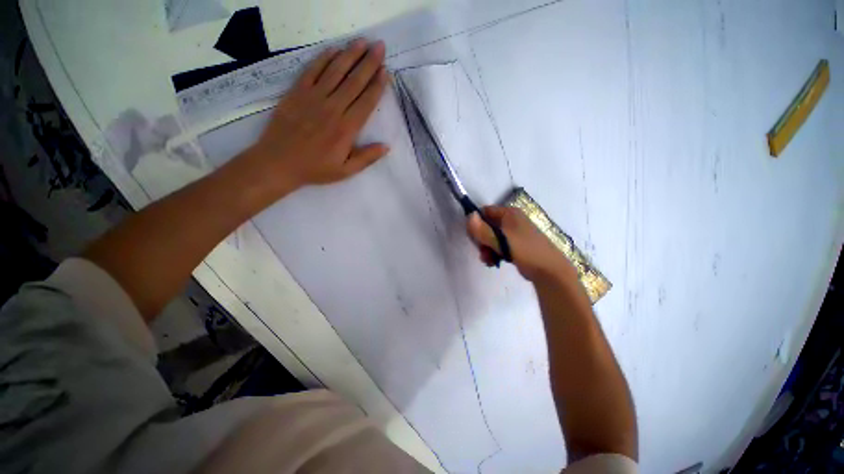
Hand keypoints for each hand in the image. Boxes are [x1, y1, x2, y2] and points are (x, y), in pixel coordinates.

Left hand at [247, 39, 389, 193]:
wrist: (279, 162)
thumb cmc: (315, 169)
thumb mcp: (346, 171)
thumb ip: (367, 158)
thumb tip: (386, 146)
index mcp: (347, 128)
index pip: (366, 102)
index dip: (377, 85)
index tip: (386, 71)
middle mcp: (333, 108)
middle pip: (354, 81)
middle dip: (369, 63)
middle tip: (380, 46)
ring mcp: (314, 97)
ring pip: (335, 71)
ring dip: (350, 55)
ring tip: (363, 42)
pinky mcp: (297, 92)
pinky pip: (312, 70)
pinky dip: (324, 58)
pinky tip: (334, 49)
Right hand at [467, 206, 575, 281]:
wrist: (550, 271)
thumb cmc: (525, 251)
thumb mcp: (501, 241)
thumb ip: (483, 230)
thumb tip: (469, 216)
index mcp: (509, 213)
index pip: (485, 212)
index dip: (476, 223)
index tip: (474, 237)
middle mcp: (512, 220)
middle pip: (487, 225)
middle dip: (482, 240)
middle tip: (483, 252)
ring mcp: (515, 232)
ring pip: (492, 237)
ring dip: (487, 249)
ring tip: (489, 260)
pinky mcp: (517, 244)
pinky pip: (500, 245)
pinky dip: (495, 252)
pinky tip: (494, 262)